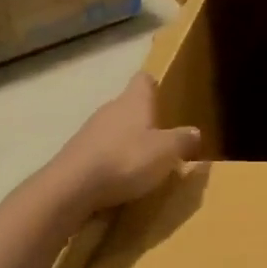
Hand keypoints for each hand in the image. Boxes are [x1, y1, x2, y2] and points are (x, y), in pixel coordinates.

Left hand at [44, 73, 202, 219]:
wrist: (71, 188)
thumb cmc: (126, 159)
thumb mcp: (167, 151)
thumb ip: (183, 139)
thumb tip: (195, 132)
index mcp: (134, 101)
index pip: (144, 79)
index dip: (154, 85)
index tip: (164, 97)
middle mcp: (110, 108)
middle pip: (128, 105)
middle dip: (143, 120)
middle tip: (161, 139)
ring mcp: (89, 131)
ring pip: (113, 129)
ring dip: (126, 142)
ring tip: (142, 164)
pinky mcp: (75, 155)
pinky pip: (99, 152)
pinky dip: (110, 162)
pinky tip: (118, 181)